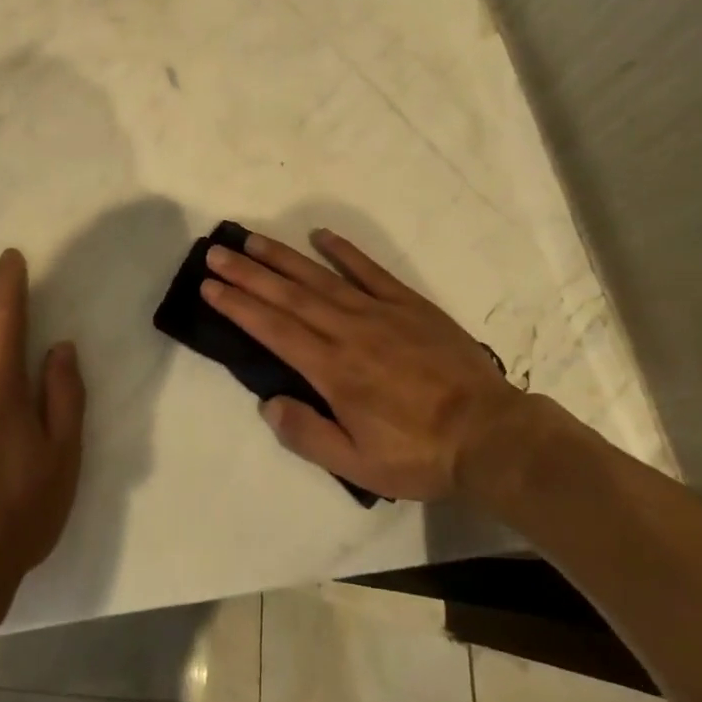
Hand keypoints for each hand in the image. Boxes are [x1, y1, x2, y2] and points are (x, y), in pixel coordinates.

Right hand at [202, 228, 530, 505]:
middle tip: (216, 253)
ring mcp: (378, 311)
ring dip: (282, 257)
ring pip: (319, 277)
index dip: (238, 306)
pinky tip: (321, 235)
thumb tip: (268, 403)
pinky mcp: (407, 303)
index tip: (210, 286)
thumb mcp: (359, 465)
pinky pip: (369, 270)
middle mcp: (347, 331)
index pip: (273, 329)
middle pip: (288, 295)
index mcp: (332, 370)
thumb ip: (308, 435)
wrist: (490, 434)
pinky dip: (343, 251)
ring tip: (252, 240)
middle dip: (247, 273)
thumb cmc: (420, 454)